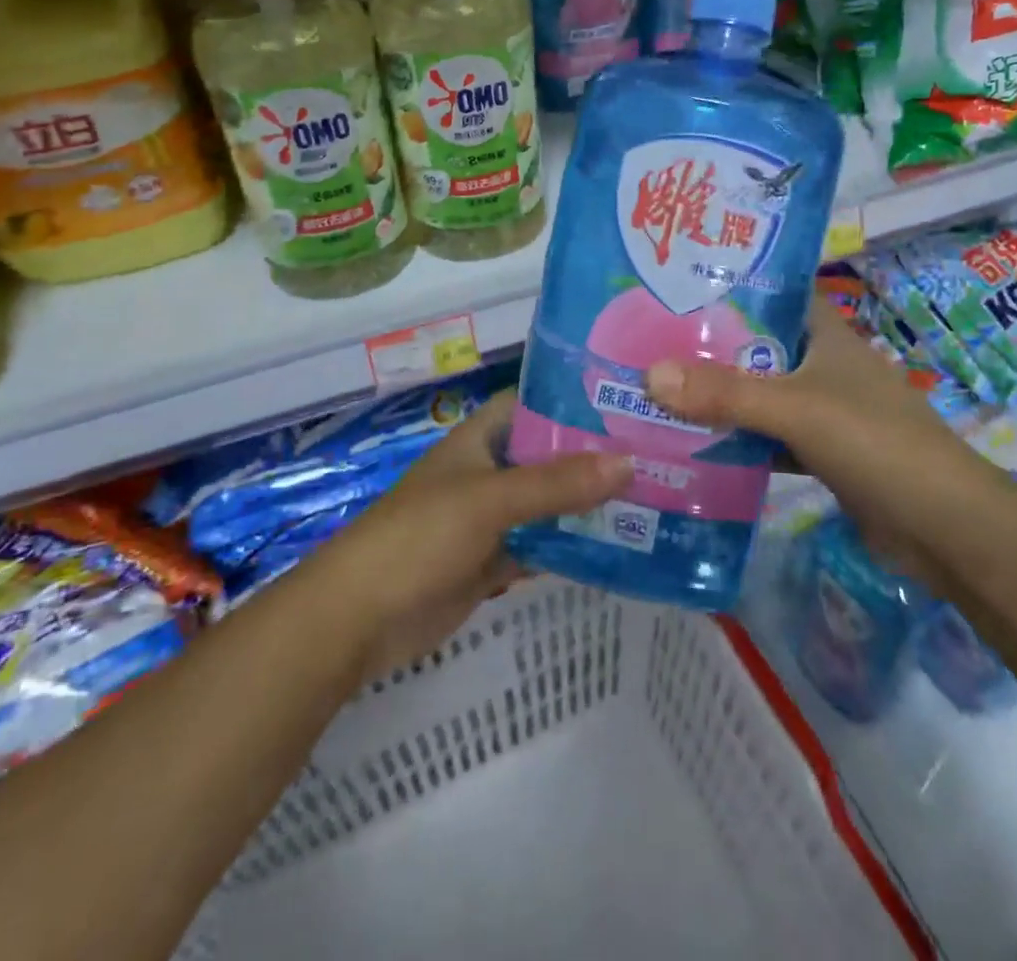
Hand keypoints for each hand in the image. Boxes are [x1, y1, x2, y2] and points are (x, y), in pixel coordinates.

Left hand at [311, 389, 630, 677]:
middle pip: (548, 455)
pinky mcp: (493, 561)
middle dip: (594, 456)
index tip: (628, 401)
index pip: (533, 403)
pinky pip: (541, 546)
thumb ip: (557, 484)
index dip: (574, 399)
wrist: (359, 619)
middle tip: (657, 454)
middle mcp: (489, 471)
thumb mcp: (490, 501)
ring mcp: (491, 518)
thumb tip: (629, 462)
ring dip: (588, 504)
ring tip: (652, 497)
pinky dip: (571, 547)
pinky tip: (617, 548)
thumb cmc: (420, 537)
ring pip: (549, 503)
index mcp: (481, 440)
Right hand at [643, 299, 1000, 565]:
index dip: (729, 286)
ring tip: (656, 389)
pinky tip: (693, 443)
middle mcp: (822, 365)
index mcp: (825, 335)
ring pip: (758, 394)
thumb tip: (648, 375)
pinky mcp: (820, 453)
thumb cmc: (876, 443)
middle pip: (755, 347)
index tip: (675, 285)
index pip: (773, 294)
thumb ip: (725, 393)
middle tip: (646, 341)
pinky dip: (736, 440)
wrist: (945, 528)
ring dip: (718, 396)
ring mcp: (823, 411)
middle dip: (707, 347)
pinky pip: (766, 437)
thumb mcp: (796, 408)